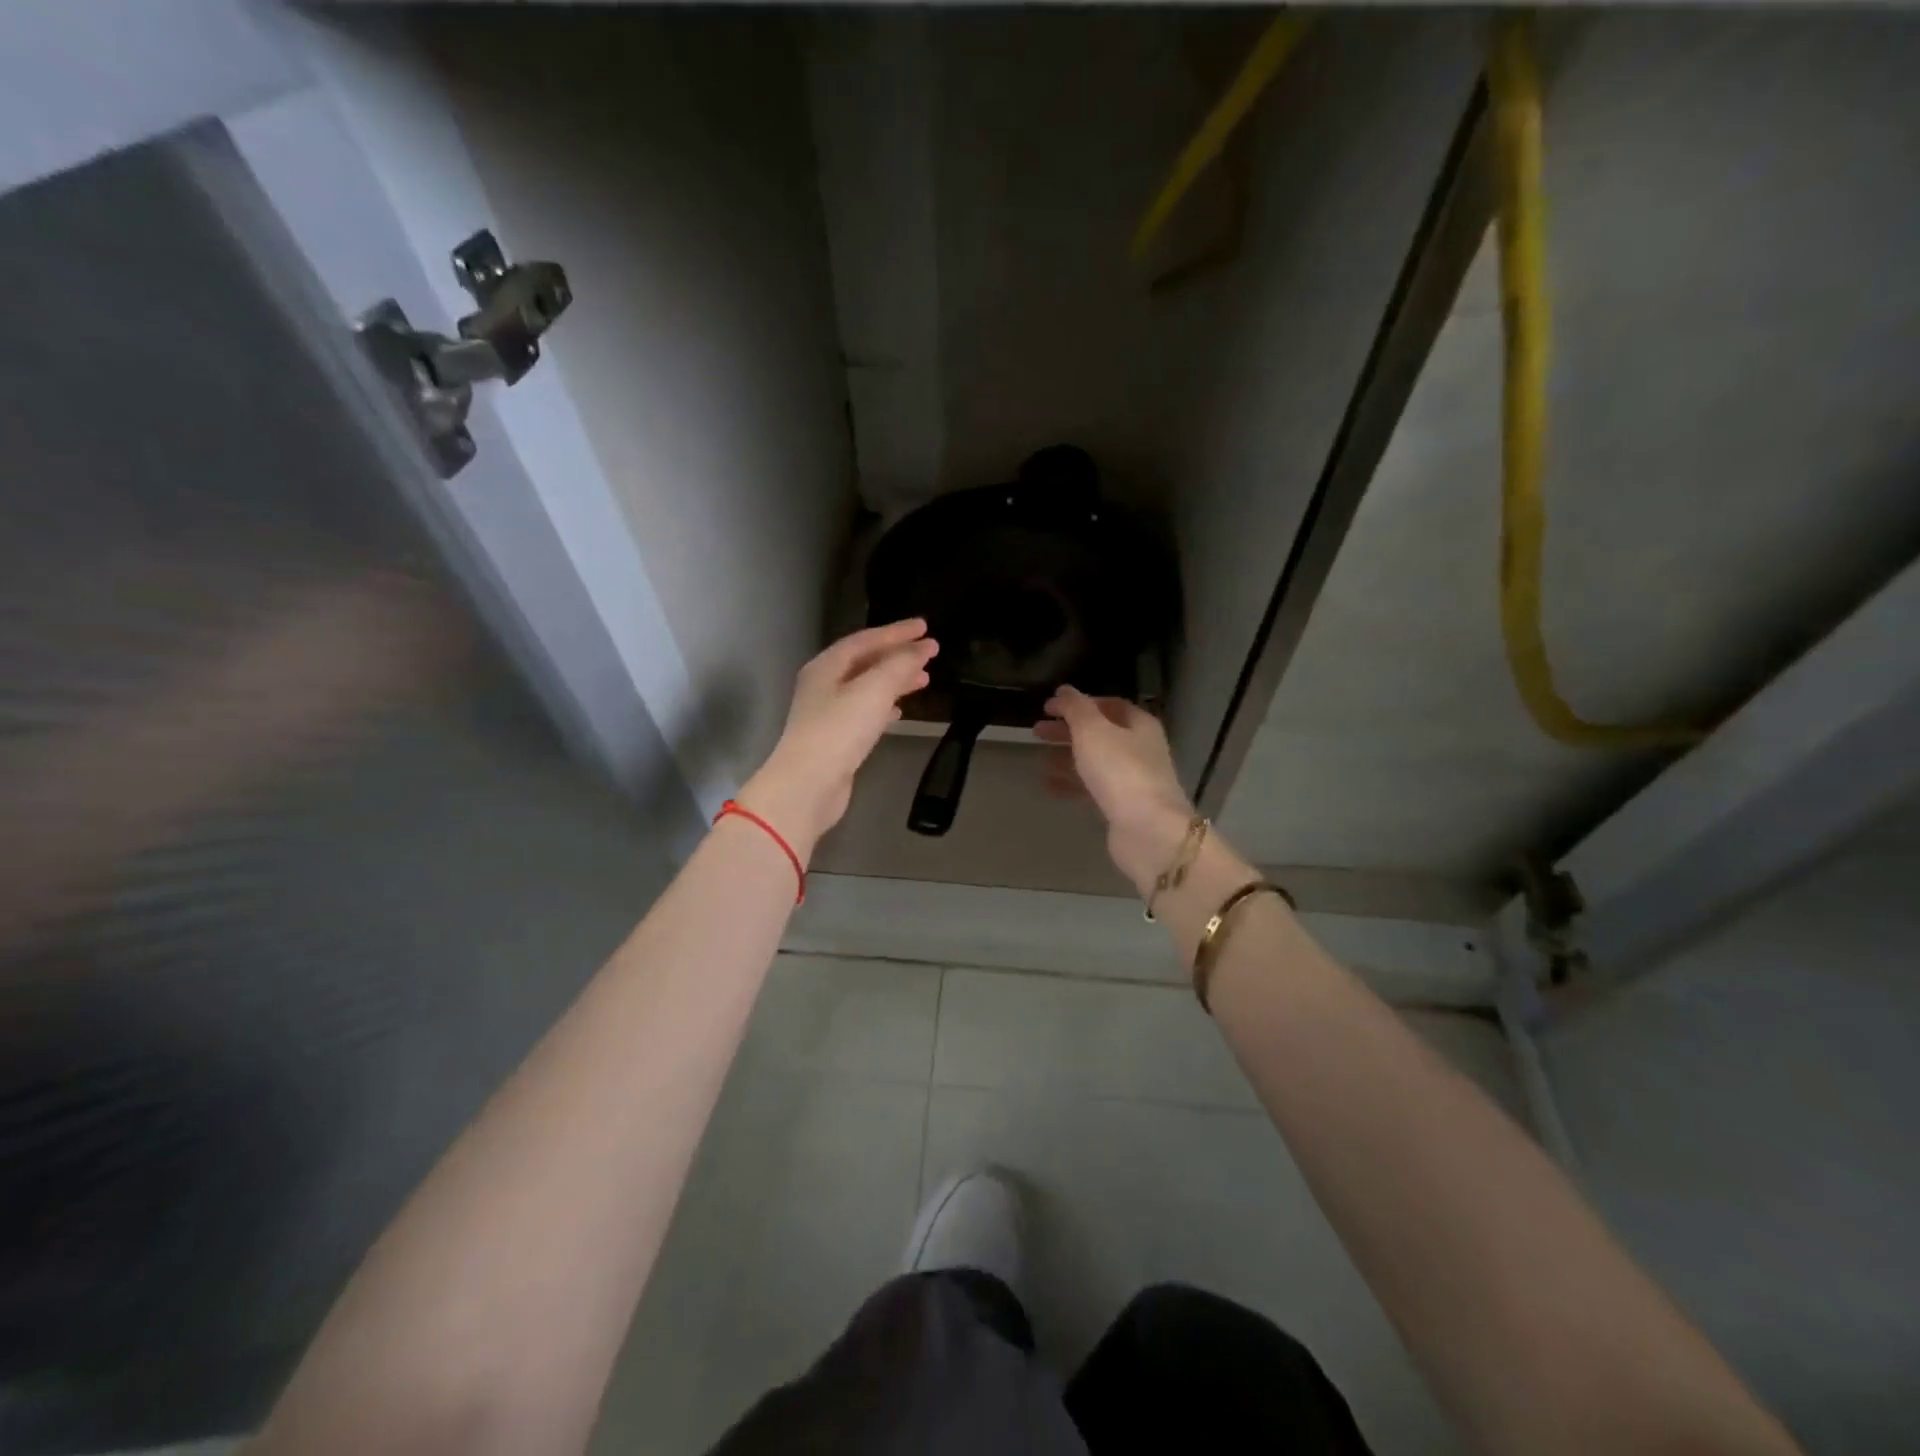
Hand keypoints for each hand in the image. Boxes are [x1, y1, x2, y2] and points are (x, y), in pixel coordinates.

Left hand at [738, 619, 937, 860]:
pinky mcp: (836, 739)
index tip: (925, 627)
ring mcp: (828, 713)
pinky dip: (886, 707)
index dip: (897, 632)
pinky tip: (900, 712)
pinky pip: (866, 712)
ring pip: (868, 687)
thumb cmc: (838, 731)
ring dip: (895, 680)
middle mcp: (824, 685)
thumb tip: (921, 649)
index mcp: (826, 666)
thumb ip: (899, 666)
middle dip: (898, 655)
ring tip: (923, 679)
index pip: (865, 639)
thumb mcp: (873, 690)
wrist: (808, 785)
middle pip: (866, 662)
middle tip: (930, 652)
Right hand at [1035, 685, 1195, 895]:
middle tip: (1036, 731)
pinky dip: (1071, 784)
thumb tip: (1063, 690)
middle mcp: (1140, 749)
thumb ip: (1075, 708)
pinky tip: (1048, 786)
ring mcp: (1133, 779)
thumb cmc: (1120, 771)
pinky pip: (1093, 789)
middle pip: (1100, 733)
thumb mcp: (1092, 731)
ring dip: (1067, 757)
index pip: (1109, 705)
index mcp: (1139, 725)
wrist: (1148, 830)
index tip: (1049, 707)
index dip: (1079, 703)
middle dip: (1068, 730)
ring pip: (1095, 762)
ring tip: (1039, 759)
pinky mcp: (1123, 807)